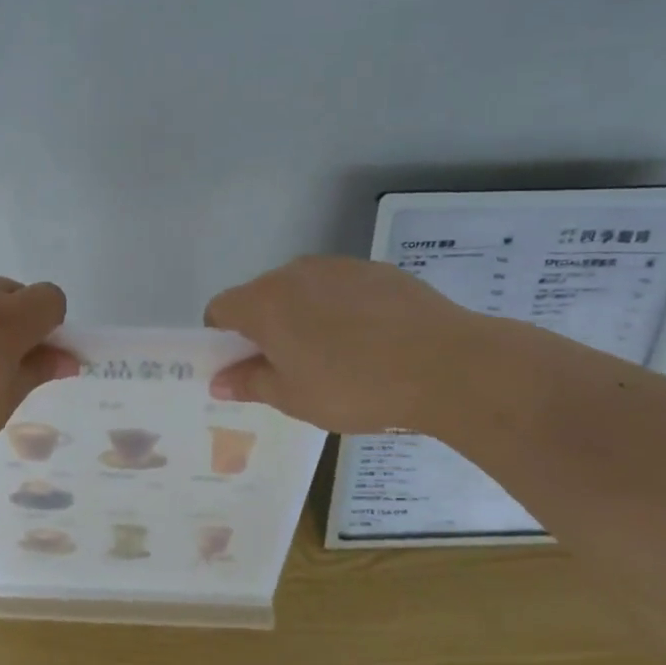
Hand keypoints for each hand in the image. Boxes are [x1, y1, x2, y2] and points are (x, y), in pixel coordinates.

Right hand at [204, 256, 484, 433]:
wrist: (446, 365)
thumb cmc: (355, 387)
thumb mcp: (294, 398)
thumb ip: (250, 383)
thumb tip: (219, 380)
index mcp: (264, 302)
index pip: (220, 309)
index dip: (222, 338)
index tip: (246, 367)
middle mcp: (294, 273)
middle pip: (261, 296)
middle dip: (265, 328)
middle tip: (291, 368)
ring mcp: (338, 266)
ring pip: (303, 290)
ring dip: (304, 316)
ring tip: (337, 356)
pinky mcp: (376, 269)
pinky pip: (341, 288)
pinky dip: (341, 309)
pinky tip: (372, 341)